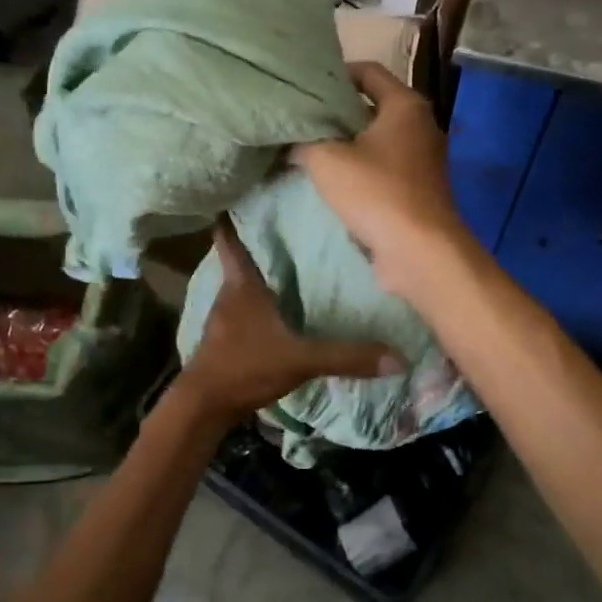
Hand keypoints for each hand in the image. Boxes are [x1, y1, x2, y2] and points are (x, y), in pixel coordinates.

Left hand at [180, 217, 403, 423]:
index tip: (245, 194)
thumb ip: (346, 356)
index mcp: (242, 286)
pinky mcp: (224, 341)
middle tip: (287, 227)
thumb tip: (397, 357)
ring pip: (241, 287)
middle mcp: (228, 295)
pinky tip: (277, 312)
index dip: (233, 217)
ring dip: (259, 276)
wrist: (204, 407)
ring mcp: (223, 319)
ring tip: (289, 265)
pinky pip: (243, 311)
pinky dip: (258, 305)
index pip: (230, 239)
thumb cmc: (246, 367)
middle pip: (240, 260)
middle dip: (259, 244)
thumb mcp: (300, 359)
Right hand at [291, 62, 469, 294]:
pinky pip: (382, 168)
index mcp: (405, 105)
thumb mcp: (327, 160)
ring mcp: (422, 159)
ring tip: (308, 150)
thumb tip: (290, 140)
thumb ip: (304, 141)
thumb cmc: (376, 193)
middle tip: (300, 119)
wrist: (420, 251)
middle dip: (336, 113)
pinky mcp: (417, 189)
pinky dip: (358, 170)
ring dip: (345, 145)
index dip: (335, 74)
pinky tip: (330, 181)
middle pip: (371, 106)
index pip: (368, 71)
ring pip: (375, 140)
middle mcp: (420, 125)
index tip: (305, 87)